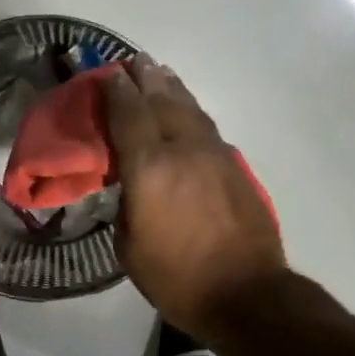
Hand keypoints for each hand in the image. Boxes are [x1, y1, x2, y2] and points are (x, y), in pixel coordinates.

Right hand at [102, 58, 287, 337]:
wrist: (246, 294)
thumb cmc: (177, 277)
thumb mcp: (129, 246)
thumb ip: (126, 204)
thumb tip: (131, 183)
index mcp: (150, 168)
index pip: (128, 115)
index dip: (116, 91)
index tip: (108, 73)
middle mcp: (183, 150)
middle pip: (162, 101)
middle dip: (145, 78)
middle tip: (133, 61)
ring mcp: (215, 156)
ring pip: (190, 109)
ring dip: (172, 88)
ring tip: (160, 72)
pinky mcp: (236, 168)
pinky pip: (206, 128)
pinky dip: (191, 112)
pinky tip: (187, 112)